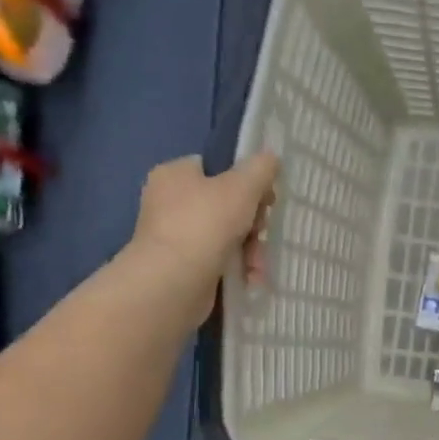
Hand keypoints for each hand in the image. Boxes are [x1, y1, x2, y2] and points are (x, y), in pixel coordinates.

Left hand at [124, 153, 277, 320]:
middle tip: (261, 231)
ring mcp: (174, 236)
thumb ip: (260, 169)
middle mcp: (168, 202)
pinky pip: (218, 259)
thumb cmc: (205, 224)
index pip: (214, 168)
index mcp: (175, 174)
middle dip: (252, 222)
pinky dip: (236, 267)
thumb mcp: (242, 187)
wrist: (173, 281)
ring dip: (250, 248)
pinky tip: (250, 276)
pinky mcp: (181, 265)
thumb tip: (270, 158)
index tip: (266, 197)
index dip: (244, 180)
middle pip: (224, 203)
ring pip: (225, 234)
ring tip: (257, 263)